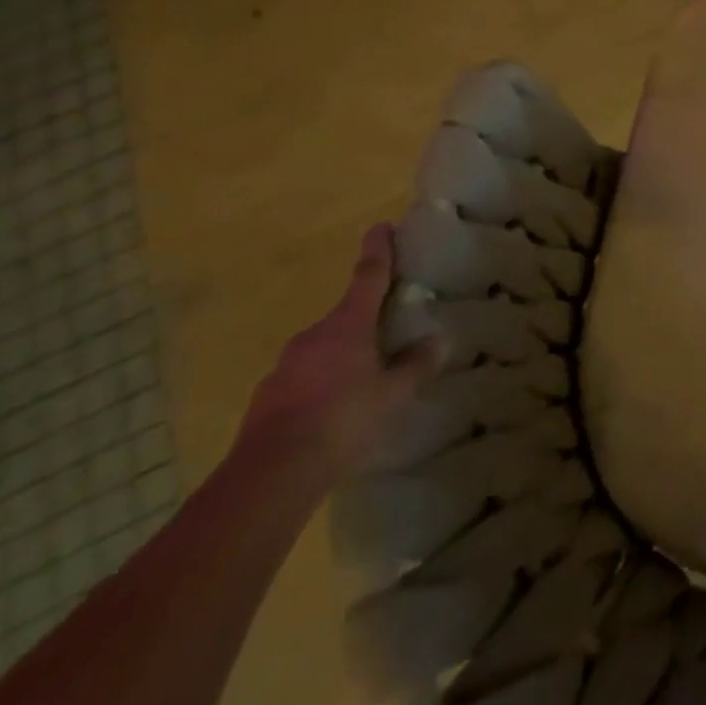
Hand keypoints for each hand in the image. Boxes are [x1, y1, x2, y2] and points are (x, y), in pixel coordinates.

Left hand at [237, 224, 443, 486]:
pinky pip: (305, 379)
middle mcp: (313, 337)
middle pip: (346, 316)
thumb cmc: (342, 421)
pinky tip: (335, 412)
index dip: (378, 250)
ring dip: (344, 356)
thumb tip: (438, 340)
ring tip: (366, 380)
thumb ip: (416, 365)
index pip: (368, 276)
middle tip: (390, 329)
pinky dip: (323, 385)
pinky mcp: (267, 399)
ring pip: (323, 350)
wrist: (269, 477)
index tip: (381, 227)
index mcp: (347, 325)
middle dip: (366, 319)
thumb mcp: (393, 394)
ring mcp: (285, 367)